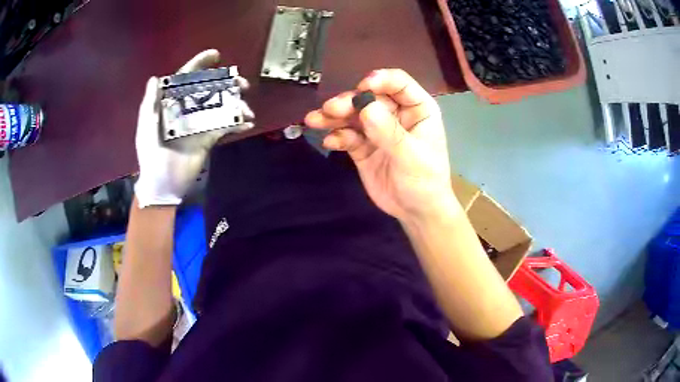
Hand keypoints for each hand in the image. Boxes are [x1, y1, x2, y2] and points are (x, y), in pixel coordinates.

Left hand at [134, 49, 253, 207]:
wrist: (163, 185)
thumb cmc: (151, 155)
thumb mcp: (146, 128)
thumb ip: (150, 104)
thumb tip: (155, 78)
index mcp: (171, 104)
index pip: (185, 79)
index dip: (199, 65)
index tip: (216, 55)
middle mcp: (187, 109)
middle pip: (208, 89)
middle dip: (226, 83)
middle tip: (242, 83)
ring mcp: (199, 123)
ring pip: (220, 106)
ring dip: (236, 103)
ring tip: (247, 108)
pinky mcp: (209, 138)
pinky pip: (225, 127)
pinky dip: (237, 123)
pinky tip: (247, 123)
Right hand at [305, 69, 455, 221]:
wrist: (415, 212)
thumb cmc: (425, 181)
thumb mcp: (411, 156)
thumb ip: (388, 132)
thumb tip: (364, 107)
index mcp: (417, 109)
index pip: (398, 84)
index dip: (380, 80)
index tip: (362, 87)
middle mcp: (395, 114)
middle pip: (369, 98)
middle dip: (349, 102)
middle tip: (330, 109)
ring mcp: (377, 130)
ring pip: (354, 115)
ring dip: (334, 117)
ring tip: (314, 120)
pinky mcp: (362, 146)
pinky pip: (347, 136)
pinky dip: (337, 137)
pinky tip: (329, 142)